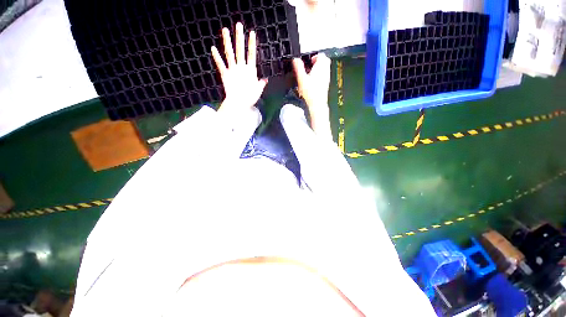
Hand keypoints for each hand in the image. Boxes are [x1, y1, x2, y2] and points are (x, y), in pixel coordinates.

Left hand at [211, 23, 267, 112]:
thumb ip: (262, 83)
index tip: (251, 33)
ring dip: (227, 41)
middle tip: (238, 25)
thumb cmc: (250, 97)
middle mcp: (241, 67)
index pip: (252, 54)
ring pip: (230, 53)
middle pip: (240, 50)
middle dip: (240, 37)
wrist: (239, 103)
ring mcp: (232, 70)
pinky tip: (212, 48)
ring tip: (225, 30)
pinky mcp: (225, 74)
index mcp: (250, 71)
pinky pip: (220, 64)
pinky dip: (216, 56)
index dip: (251, 44)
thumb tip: (266, 79)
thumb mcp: (258, 90)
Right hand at [293, 54, 331, 136]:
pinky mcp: (326, 84)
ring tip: (310, 74)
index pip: (321, 55)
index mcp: (320, 67)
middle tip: (310, 66)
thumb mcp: (301, 78)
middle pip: (324, 61)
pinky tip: (313, 82)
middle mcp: (325, 71)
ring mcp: (327, 78)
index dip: (314, 56)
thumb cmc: (310, 93)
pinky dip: (319, 75)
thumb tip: (295, 59)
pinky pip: (324, 76)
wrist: (317, 104)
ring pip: (325, 68)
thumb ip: (298, 67)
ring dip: (318, 68)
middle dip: (317, 61)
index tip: (309, 61)